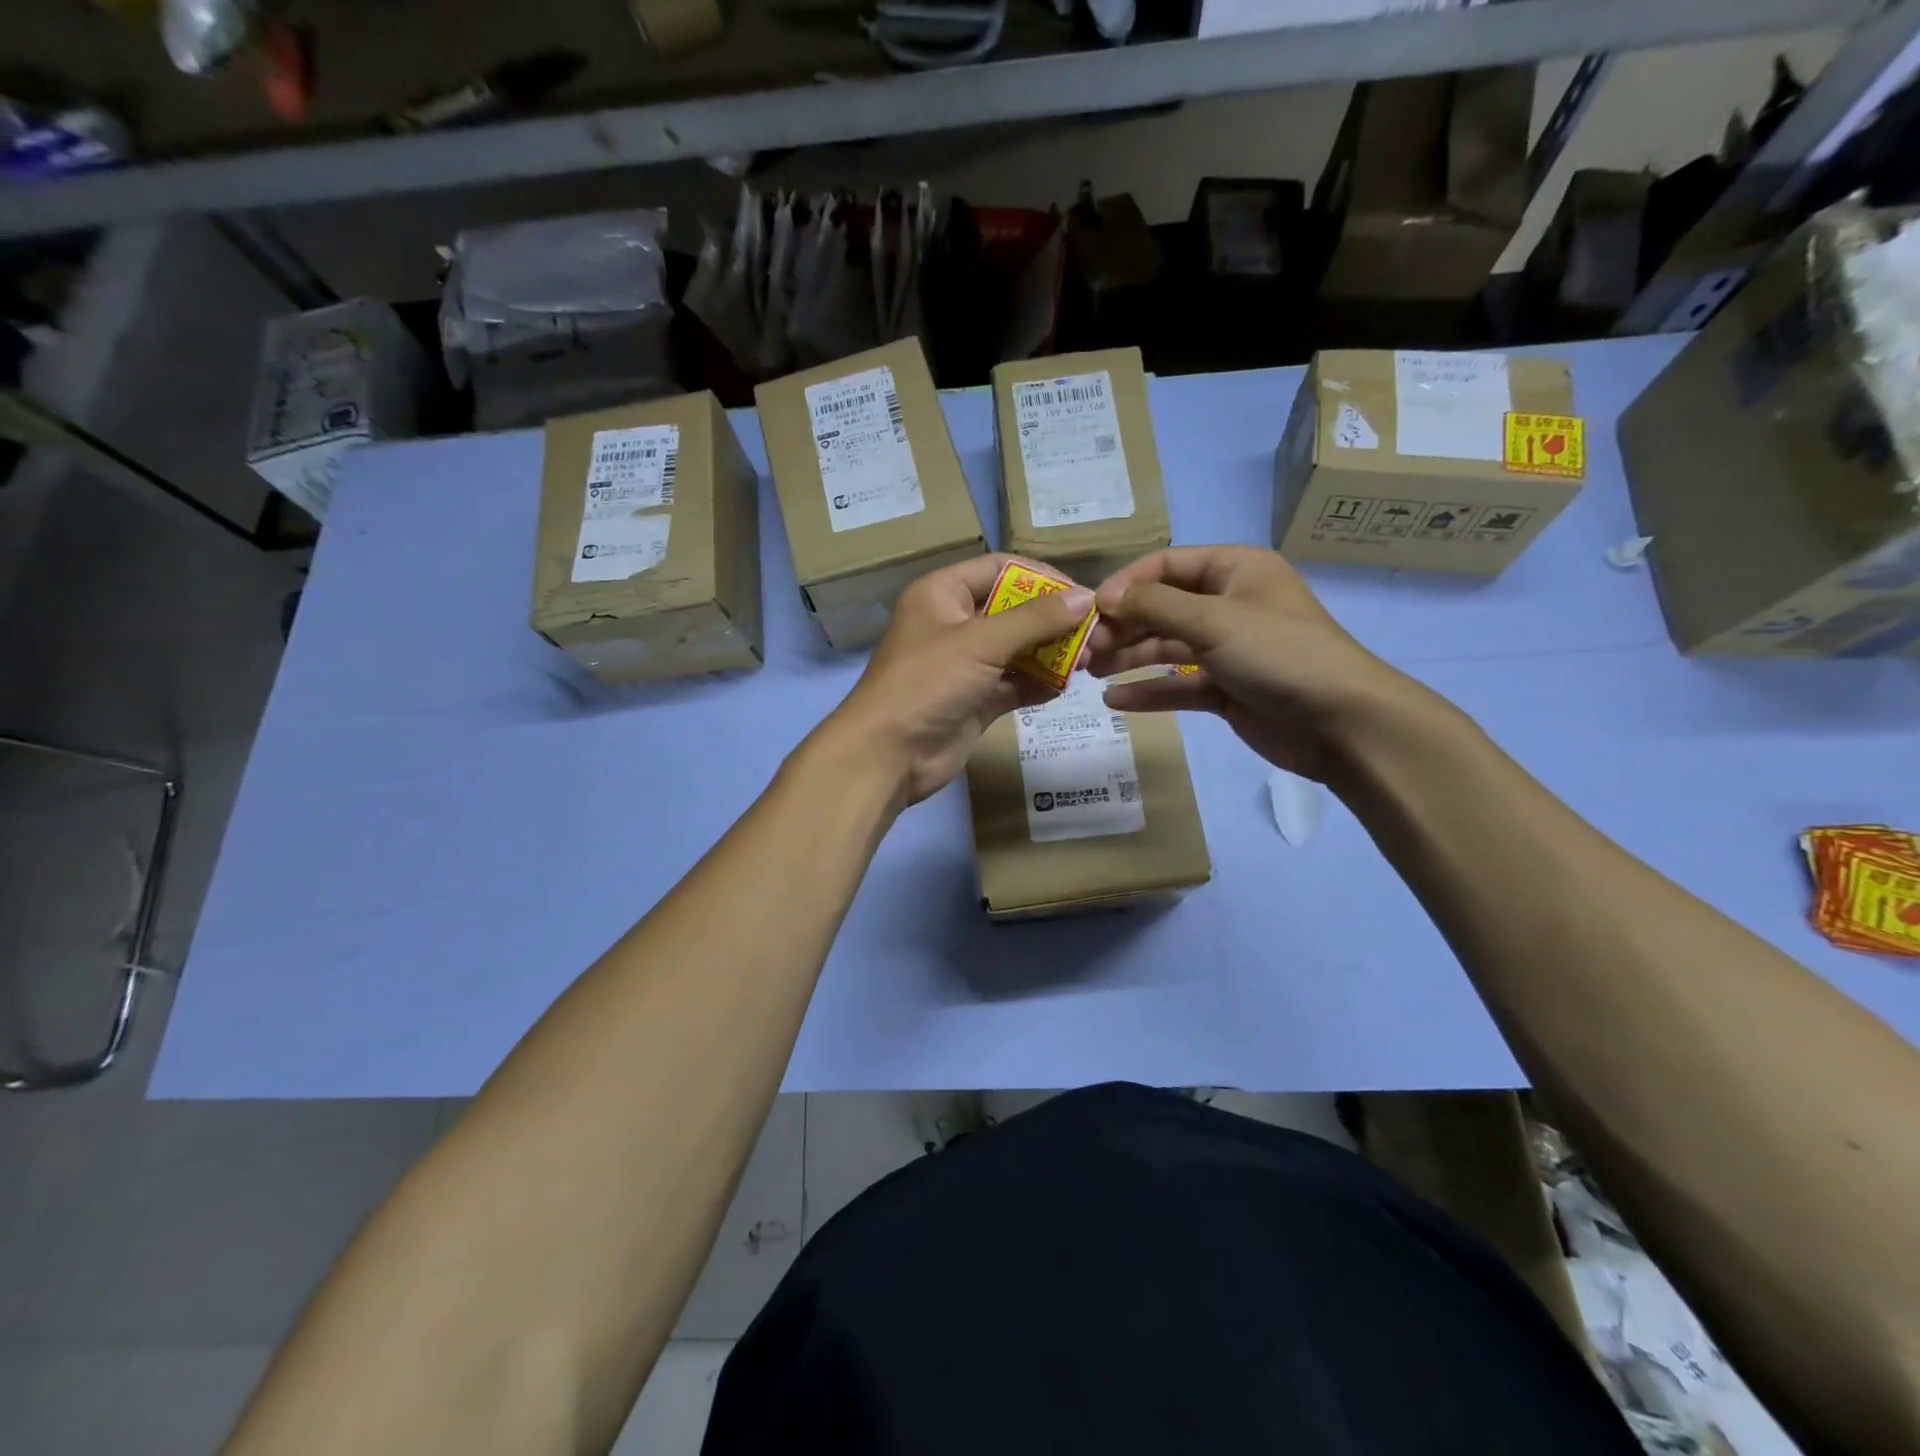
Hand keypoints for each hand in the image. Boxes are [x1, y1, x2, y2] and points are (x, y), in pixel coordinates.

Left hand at [822, 555, 1095, 806]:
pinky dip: (1038, 684)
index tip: (1082, 595)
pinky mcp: (974, 700)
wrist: (888, 755)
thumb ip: (1035, 619)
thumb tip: (1086, 598)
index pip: (1001, 568)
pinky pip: (1014, 683)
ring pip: (1017, 649)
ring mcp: (964, 664)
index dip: (1042, 578)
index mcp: (943, 593)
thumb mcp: (981, 642)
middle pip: (1013, 610)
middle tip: (1094, 634)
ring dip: (1051, 653)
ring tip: (1089, 660)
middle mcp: (954, 623)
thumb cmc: (928, 683)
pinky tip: (1067, 687)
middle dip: (1053, 621)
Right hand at [1087, 545, 1426, 781]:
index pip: (1166, 565)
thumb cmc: (1279, 654)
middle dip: (1122, 626)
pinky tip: (1115, 701)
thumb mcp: (1214, 620)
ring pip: (1166, 647)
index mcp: (1234, 570)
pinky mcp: (1226, 688)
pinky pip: (1178, 684)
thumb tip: (1106, 597)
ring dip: (1129, 657)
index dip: (1126, 585)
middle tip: (1083, 650)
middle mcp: (1228, 604)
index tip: (1091, 611)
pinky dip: (1149, 690)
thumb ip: (1155, 606)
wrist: (1341, 722)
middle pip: (1161, 607)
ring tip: (1089, 673)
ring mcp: (1227, 648)